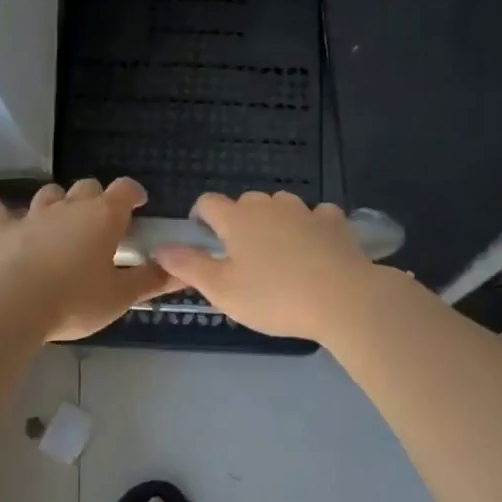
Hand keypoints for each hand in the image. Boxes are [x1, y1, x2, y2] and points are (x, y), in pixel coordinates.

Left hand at [0, 178, 170, 341]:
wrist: (13, 305)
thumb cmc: (75, 299)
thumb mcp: (120, 296)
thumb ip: (151, 280)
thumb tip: (181, 270)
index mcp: (103, 216)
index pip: (124, 189)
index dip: (133, 193)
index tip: (139, 204)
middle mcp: (70, 206)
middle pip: (87, 187)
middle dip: (97, 198)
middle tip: (101, 223)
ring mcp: (34, 216)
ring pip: (49, 194)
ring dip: (58, 201)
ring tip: (61, 217)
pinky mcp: (2, 232)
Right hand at [152, 191, 380, 340]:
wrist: (342, 298)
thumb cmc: (275, 297)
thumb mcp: (223, 290)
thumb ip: (188, 266)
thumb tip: (159, 247)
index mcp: (237, 219)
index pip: (208, 202)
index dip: (201, 217)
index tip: (204, 239)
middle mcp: (269, 205)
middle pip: (245, 202)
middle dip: (240, 222)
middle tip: (244, 258)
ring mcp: (304, 209)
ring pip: (281, 206)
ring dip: (275, 222)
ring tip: (280, 255)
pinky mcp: (334, 220)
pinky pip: (316, 215)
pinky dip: (311, 227)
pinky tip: (316, 249)